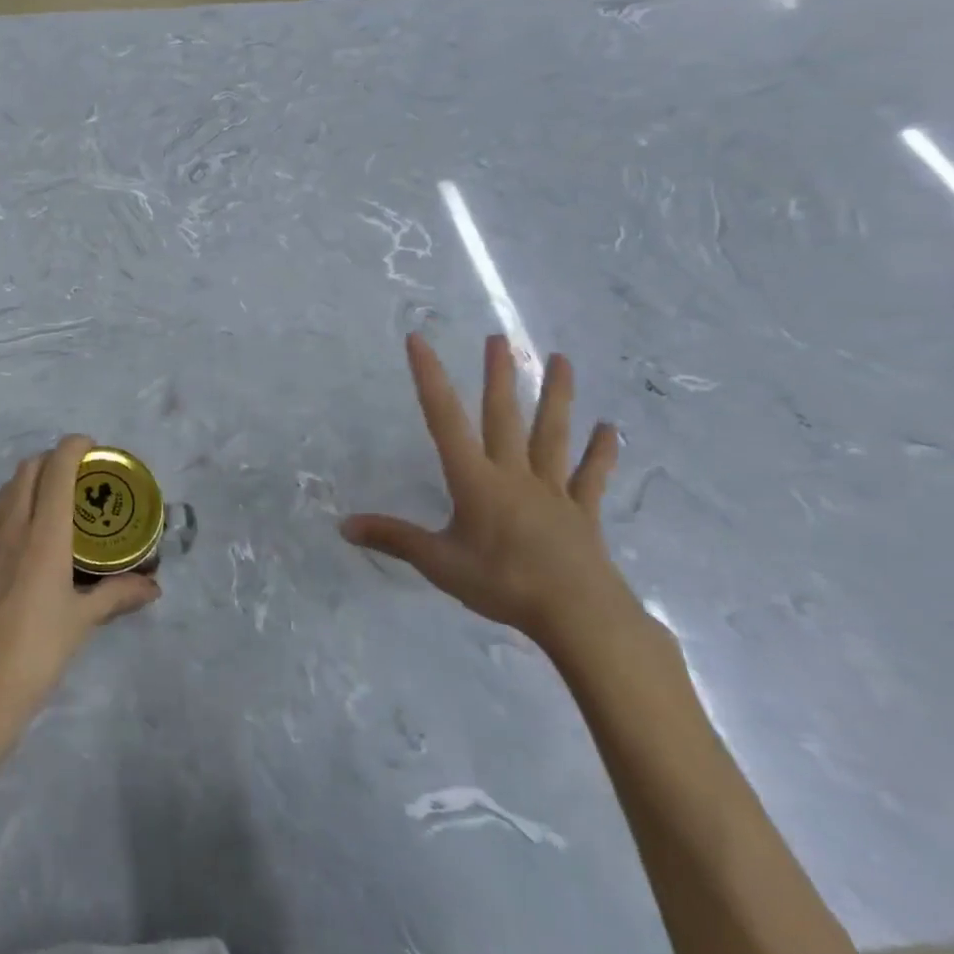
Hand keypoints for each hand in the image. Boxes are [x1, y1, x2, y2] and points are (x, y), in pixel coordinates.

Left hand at [0, 435, 159, 722]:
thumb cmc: (38, 651)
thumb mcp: (83, 621)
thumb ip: (118, 595)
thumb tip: (153, 586)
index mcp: (42, 536)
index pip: (55, 471)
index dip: (72, 447)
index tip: (90, 445)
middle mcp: (12, 530)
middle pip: (26, 471)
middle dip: (51, 460)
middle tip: (78, 475)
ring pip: (6, 492)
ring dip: (29, 481)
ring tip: (56, 501)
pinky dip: (15, 511)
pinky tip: (32, 544)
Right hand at [341, 334, 633, 651]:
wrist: (579, 615)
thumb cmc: (502, 583)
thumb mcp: (438, 563)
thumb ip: (393, 539)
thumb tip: (343, 526)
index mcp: (475, 479)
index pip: (444, 418)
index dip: (429, 377)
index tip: (419, 340)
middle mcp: (513, 474)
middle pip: (504, 416)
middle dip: (498, 376)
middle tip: (498, 338)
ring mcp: (552, 490)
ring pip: (552, 434)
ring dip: (557, 396)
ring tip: (563, 359)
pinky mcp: (582, 512)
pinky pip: (590, 477)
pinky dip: (600, 452)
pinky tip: (610, 429)